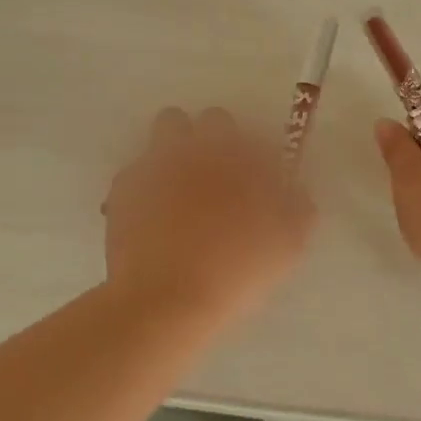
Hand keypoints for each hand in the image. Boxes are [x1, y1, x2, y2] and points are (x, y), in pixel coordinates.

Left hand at [104, 107, 315, 323]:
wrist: (166, 300)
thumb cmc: (236, 271)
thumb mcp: (288, 245)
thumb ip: (298, 208)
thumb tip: (295, 192)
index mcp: (240, 157)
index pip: (257, 136)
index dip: (262, 156)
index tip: (264, 180)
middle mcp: (197, 148)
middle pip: (211, 121)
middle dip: (220, 140)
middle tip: (226, 179)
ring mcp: (156, 164)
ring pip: (168, 131)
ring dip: (181, 147)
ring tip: (187, 187)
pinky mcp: (123, 188)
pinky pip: (139, 169)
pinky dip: (150, 182)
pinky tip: (156, 213)